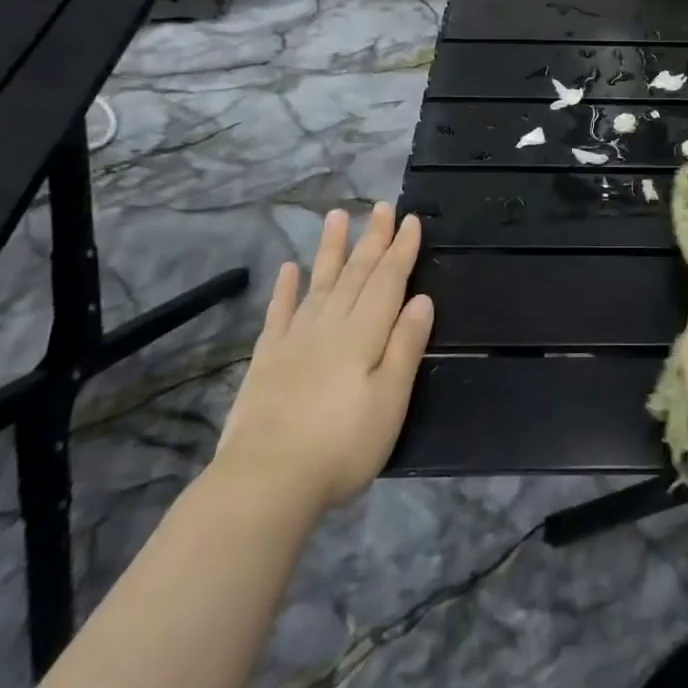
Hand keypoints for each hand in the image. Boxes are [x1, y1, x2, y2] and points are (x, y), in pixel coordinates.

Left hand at [214, 203, 433, 515]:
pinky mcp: (267, 359)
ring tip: (337, 216)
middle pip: (356, 273)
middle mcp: (330, 325)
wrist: (266, 481)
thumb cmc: (343, 444)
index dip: (401, 250)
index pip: (388, 281)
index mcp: (364, 333)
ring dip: (331, 249)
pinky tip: (289, 269)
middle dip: (372, 239)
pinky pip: (280, 313)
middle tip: (382, 206)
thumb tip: (422, 300)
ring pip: (319, 282)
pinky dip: (286, 289)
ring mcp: (295, 339)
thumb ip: (405, 346)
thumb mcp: (390, 400)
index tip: (411, 220)